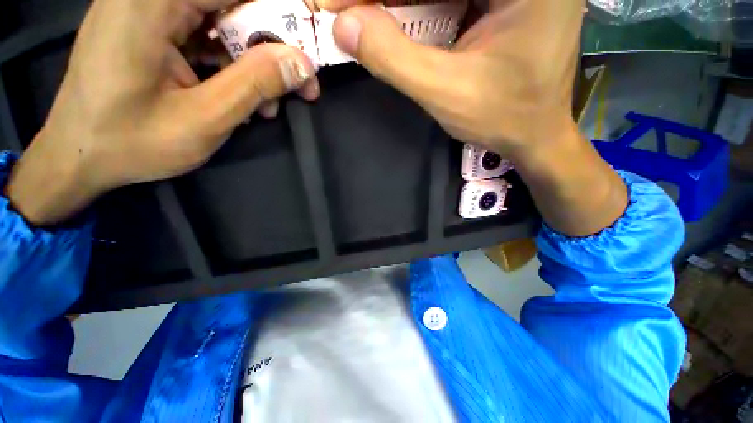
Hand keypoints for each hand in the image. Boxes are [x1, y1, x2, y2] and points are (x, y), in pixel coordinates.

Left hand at [5, 0, 318, 224]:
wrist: (77, 157)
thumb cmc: (131, 143)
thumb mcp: (204, 119)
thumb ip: (255, 84)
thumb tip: (303, 65)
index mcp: (150, 3)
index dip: (283, 9)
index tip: (311, 42)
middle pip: (231, 3)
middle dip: (272, 42)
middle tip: (300, 82)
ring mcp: (147, 10)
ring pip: (222, 20)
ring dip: (254, 60)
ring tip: (270, 102)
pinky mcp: (150, 28)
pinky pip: (205, 35)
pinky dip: (232, 63)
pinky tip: (244, 96)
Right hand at [328, 0, 584, 161]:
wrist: (534, 135)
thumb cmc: (501, 118)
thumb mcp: (445, 92)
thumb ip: (394, 58)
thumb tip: (343, 26)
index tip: (335, 4)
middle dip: (388, 0)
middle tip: (347, 13)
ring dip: (401, 4)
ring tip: (363, 18)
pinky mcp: (504, 2)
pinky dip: (420, 9)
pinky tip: (394, 21)